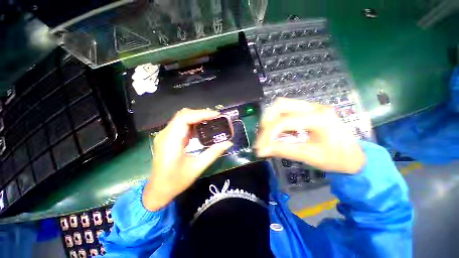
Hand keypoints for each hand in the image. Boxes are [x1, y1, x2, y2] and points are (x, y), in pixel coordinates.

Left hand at [142, 108, 232, 210]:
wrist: (157, 190)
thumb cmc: (175, 181)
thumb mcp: (197, 167)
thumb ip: (213, 153)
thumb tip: (228, 143)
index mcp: (171, 141)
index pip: (185, 118)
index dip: (201, 114)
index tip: (216, 115)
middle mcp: (165, 134)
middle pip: (183, 115)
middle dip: (200, 114)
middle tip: (215, 117)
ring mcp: (165, 135)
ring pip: (181, 118)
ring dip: (196, 117)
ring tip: (211, 121)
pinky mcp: (167, 138)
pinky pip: (180, 125)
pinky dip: (192, 123)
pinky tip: (201, 129)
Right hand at [255, 98, 364, 173]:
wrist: (355, 155)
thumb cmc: (338, 159)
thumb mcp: (311, 157)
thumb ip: (284, 151)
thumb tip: (262, 151)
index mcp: (320, 119)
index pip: (285, 121)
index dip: (268, 134)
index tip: (260, 147)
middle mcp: (314, 107)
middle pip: (281, 104)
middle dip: (267, 121)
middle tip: (262, 137)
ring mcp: (312, 106)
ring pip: (282, 105)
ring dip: (270, 119)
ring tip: (267, 134)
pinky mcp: (308, 110)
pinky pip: (286, 110)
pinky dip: (277, 120)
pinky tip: (277, 132)